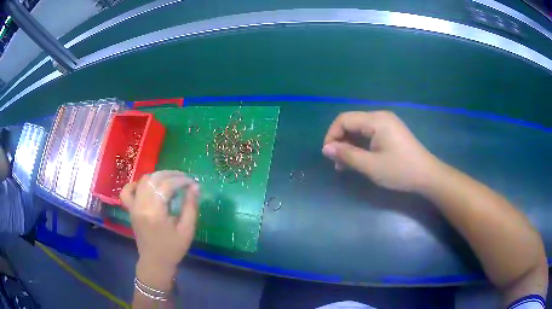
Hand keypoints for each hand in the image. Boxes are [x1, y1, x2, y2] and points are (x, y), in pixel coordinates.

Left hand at [121, 170, 198, 290]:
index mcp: (155, 213)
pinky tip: (147, 186)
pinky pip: (128, 190)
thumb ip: (190, 207)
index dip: (181, 180)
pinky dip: (137, 184)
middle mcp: (141, 206)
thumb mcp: (187, 230)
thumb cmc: (173, 249)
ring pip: (143, 181)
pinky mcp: (130, 209)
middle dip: (171, 174)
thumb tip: (195, 187)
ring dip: (158, 176)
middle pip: (154, 179)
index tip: (192, 182)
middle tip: (184, 178)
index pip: (166, 186)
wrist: (155, 262)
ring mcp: (133, 206)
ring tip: (171, 181)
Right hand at [322, 111, 441, 192]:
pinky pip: (369, 134)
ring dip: (349, 145)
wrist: (427, 175)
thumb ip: (347, 155)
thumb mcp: (371, 166)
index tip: (328, 155)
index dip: (332, 135)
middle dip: (340, 141)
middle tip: (337, 163)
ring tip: (344, 165)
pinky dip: (360, 145)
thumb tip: (326, 148)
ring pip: (359, 129)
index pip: (344, 119)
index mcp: (376, 120)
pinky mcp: (391, 132)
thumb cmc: (400, 170)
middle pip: (351, 123)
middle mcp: (380, 116)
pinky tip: (358, 160)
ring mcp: (387, 124)